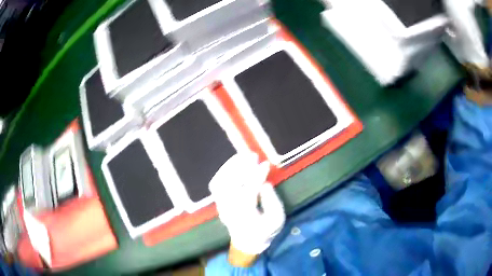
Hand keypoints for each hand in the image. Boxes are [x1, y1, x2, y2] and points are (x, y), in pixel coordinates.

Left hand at [209, 153, 285, 258]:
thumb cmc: (265, 231)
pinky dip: (223, 172)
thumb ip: (273, 202)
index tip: (265, 164)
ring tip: (242, 156)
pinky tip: (233, 164)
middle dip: (241, 167)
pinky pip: (216, 184)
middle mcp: (229, 210)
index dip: (256, 176)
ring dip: (230, 167)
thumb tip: (265, 184)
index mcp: (246, 216)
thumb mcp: (277, 220)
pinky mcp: (218, 202)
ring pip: (219, 183)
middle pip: (230, 185)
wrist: (247, 241)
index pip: (248, 192)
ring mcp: (221, 206)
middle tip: (253, 155)